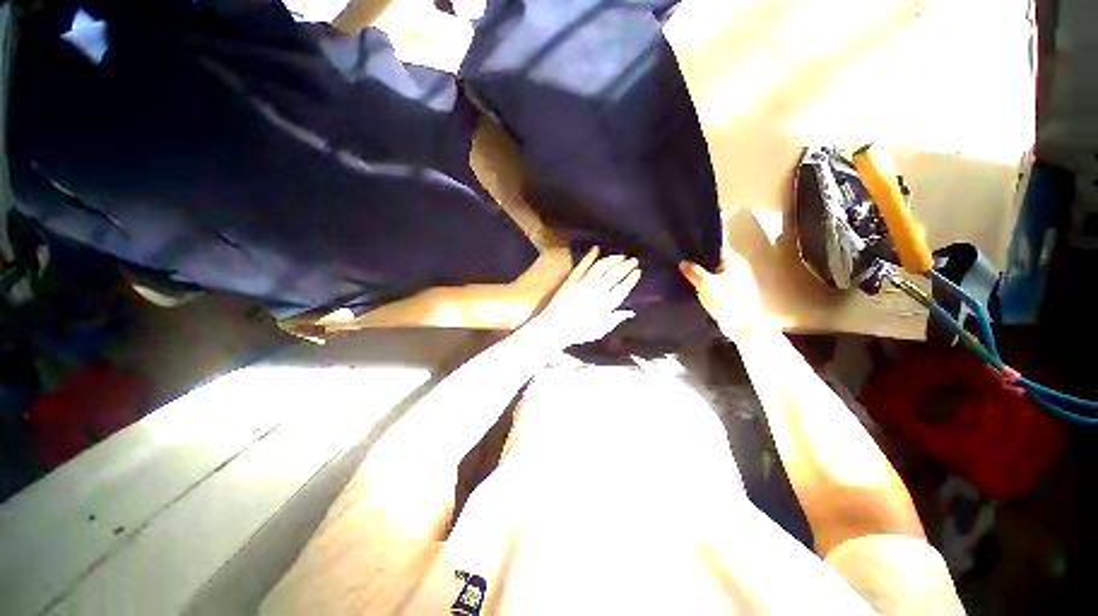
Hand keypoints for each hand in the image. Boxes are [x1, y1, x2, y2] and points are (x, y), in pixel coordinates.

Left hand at [523, 248, 640, 348]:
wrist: (555, 327)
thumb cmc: (578, 332)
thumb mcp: (600, 330)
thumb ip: (615, 319)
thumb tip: (630, 312)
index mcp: (606, 303)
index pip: (623, 287)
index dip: (631, 278)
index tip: (638, 272)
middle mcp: (598, 290)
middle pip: (616, 274)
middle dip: (626, 265)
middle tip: (634, 260)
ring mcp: (584, 282)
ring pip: (602, 266)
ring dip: (613, 259)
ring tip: (620, 256)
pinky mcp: (572, 278)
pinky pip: (583, 264)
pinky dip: (590, 255)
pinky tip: (596, 249)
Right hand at [679, 241, 765, 338]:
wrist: (743, 326)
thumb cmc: (727, 301)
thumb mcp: (706, 285)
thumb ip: (693, 272)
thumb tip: (682, 262)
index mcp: (733, 260)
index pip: (713, 247)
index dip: (697, 247)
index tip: (681, 249)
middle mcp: (734, 266)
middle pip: (711, 260)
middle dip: (696, 262)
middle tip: (677, 263)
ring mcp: (732, 279)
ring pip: (711, 272)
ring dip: (699, 274)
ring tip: (681, 274)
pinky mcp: (728, 292)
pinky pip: (712, 283)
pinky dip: (703, 284)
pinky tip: (691, 287)